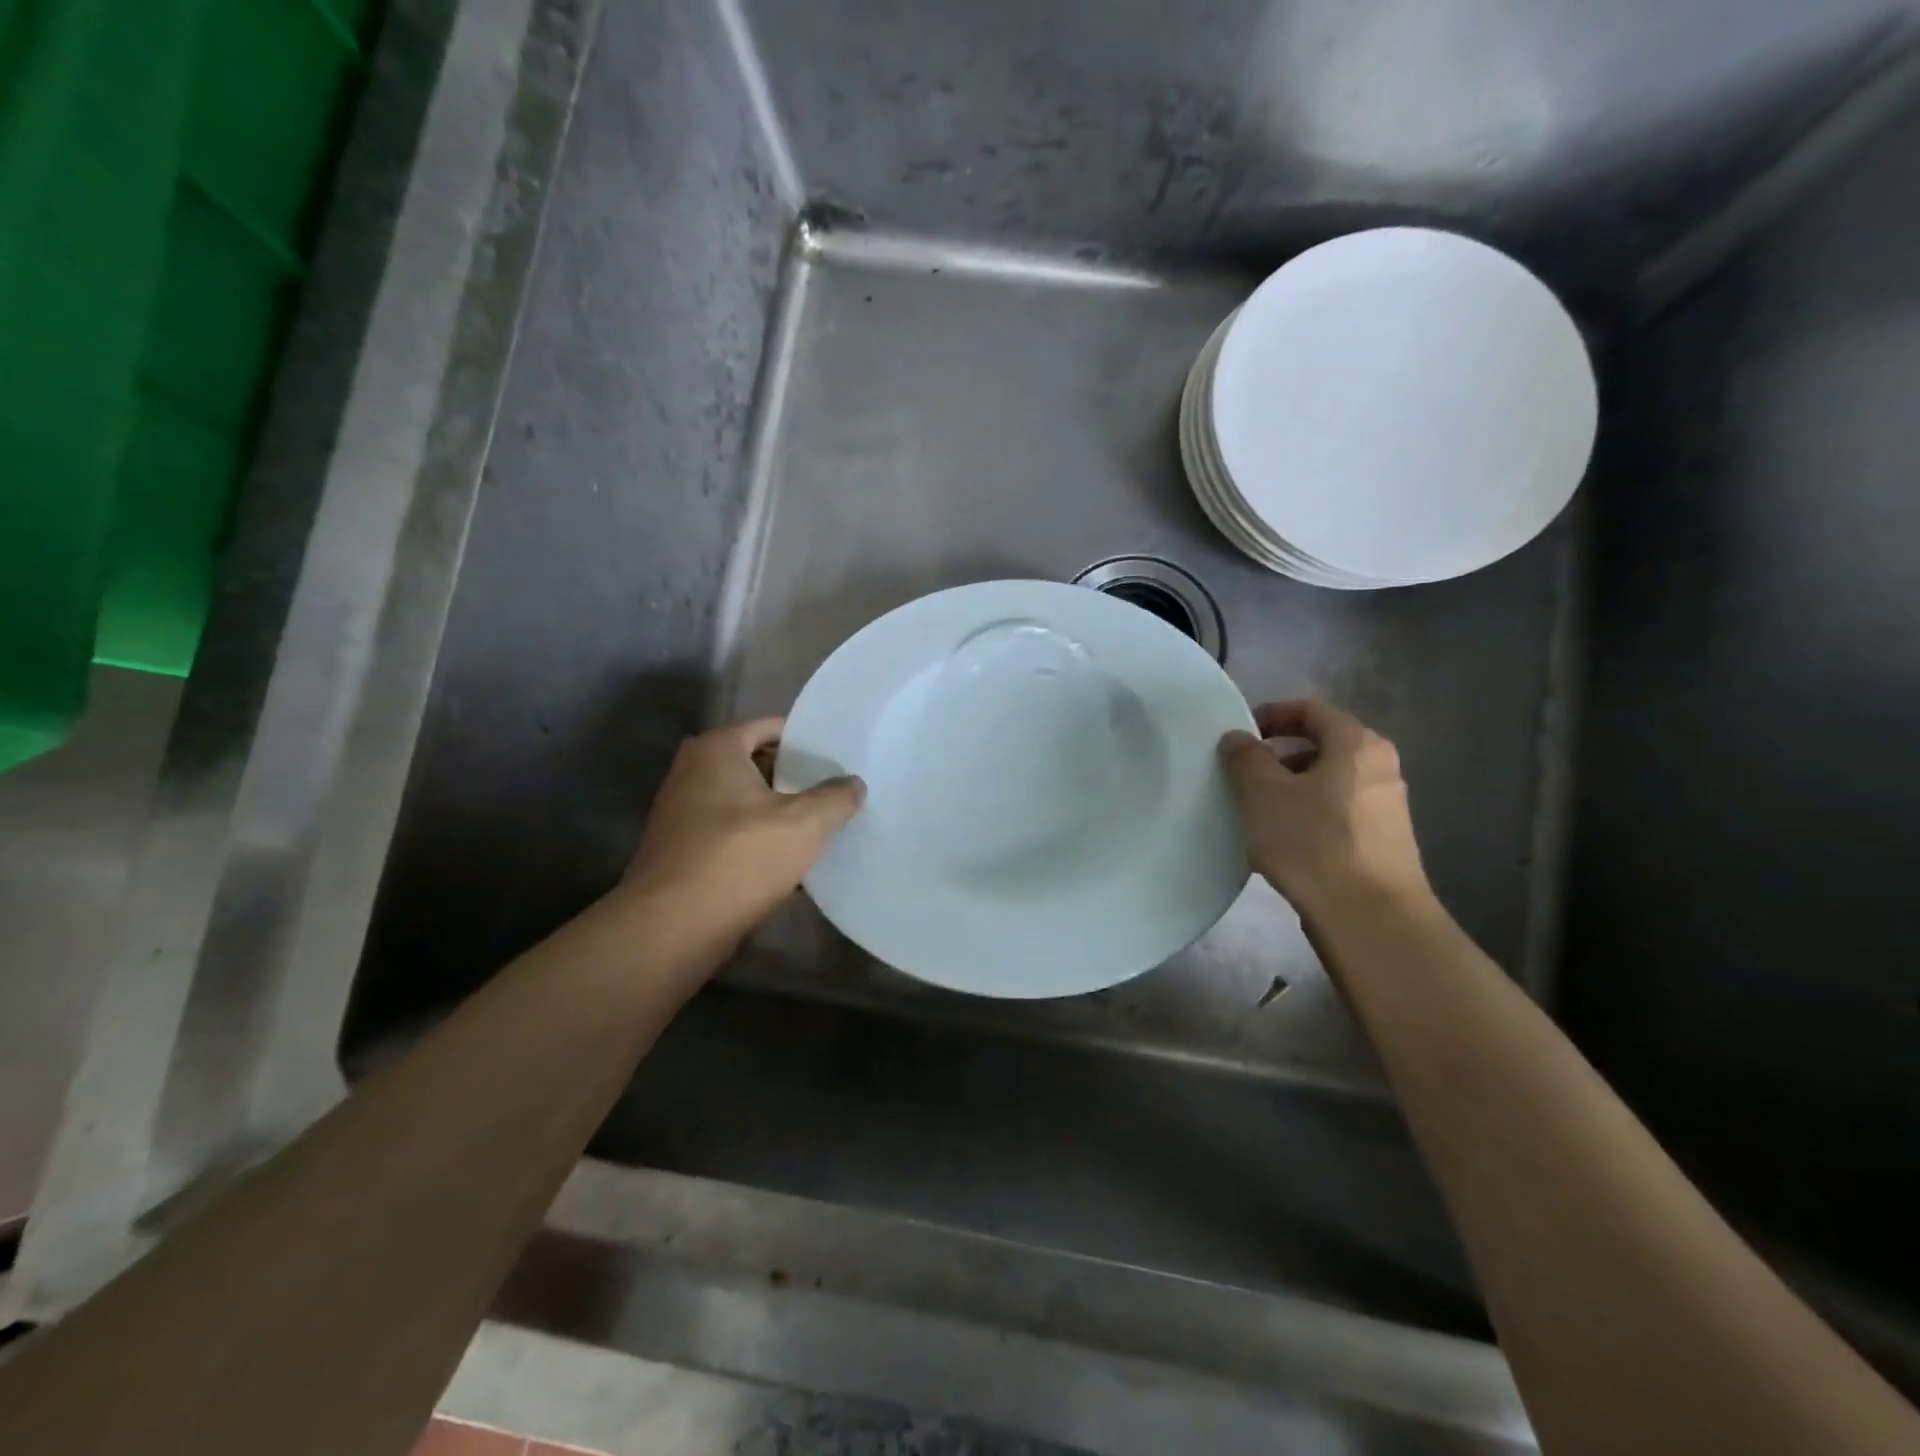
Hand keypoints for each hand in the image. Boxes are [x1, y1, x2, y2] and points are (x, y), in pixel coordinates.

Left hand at [619, 718, 864, 948]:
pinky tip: (792, 864)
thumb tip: (854, 783)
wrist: (672, 928)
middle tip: (837, 790)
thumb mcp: (804, 824)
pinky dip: (759, 842)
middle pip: (757, 765)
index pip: (770, 728)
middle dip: (796, 779)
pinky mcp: (683, 852)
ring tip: (823, 826)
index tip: (838, 756)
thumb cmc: (739, 858)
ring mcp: (683, 813)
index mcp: (717, 749)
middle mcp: (692, 772)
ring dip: (779, 814)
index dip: (806, 740)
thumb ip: (835, 798)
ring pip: (746, 804)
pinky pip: (732, 835)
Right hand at [1218, 700, 1431, 915]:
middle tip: (1245, 774)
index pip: (1312, 710)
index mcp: (1357, 745)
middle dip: (1280, 755)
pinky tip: (1286, 842)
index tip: (1242, 734)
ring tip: (1260, 812)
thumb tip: (1238, 738)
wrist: (1370, 918)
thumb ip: (1245, 758)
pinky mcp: (1385, 842)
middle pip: (1323, 745)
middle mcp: (1380, 768)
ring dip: (1293, 788)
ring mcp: (1387, 807)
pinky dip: (1310, 814)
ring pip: (1330, 781)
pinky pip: (1339, 812)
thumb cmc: (1313, 843)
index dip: (1273, 714)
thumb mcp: (1263, 794)